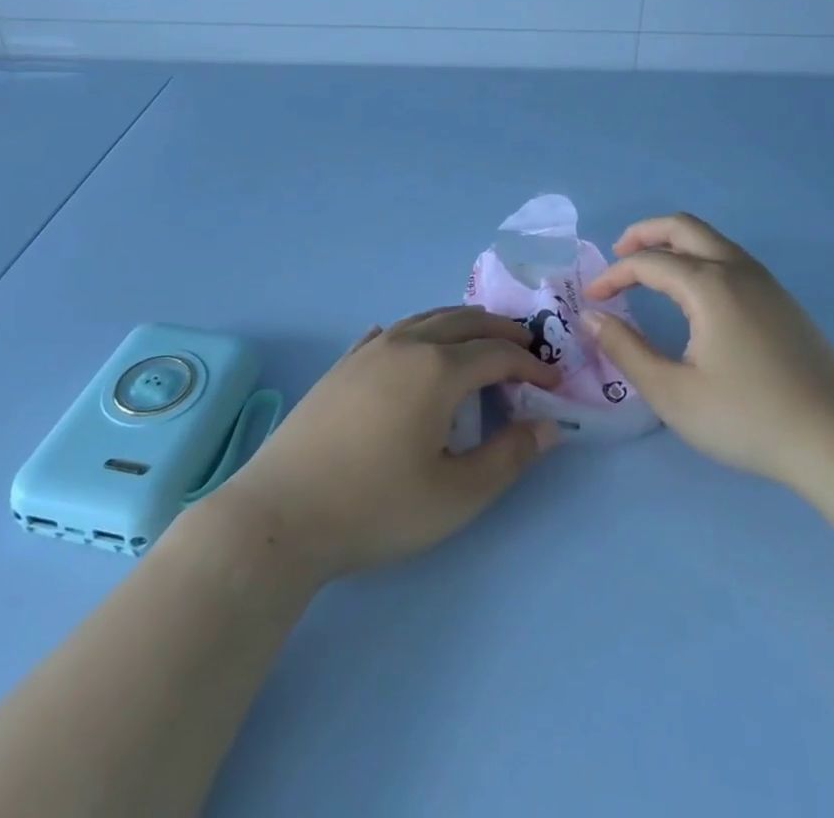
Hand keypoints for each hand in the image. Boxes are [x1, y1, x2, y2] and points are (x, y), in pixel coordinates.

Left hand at [207, 307, 561, 583]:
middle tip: (526, 347)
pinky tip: (408, 346)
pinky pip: (387, 334)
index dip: (530, 366)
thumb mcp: (456, 495)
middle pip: (462, 321)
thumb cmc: (376, 506)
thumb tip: (548, 426)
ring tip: (478, 340)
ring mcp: (367, 351)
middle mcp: (404, 345)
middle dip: (499, 331)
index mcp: (437, 369)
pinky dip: (414, 333)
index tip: (552, 383)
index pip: (496, 355)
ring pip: (423, 320)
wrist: (281, 513)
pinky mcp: (341, 366)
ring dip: (459, 324)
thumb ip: (508, 457)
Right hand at [582, 213, 833, 488]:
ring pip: (711, 239)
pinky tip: (693, 295)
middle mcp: (737, 270)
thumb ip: (625, 349)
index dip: (613, 275)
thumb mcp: (672, 393)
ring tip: (650, 269)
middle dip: (644, 233)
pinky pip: (731, 258)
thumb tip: (591, 316)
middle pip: (683, 227)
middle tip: (617, 254)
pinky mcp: (783, 301)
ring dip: (674, 243)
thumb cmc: (747, 418)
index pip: (647, 262)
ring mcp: (766, 283)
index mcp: (709, 285)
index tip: (592, 298)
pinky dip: (699, 258)